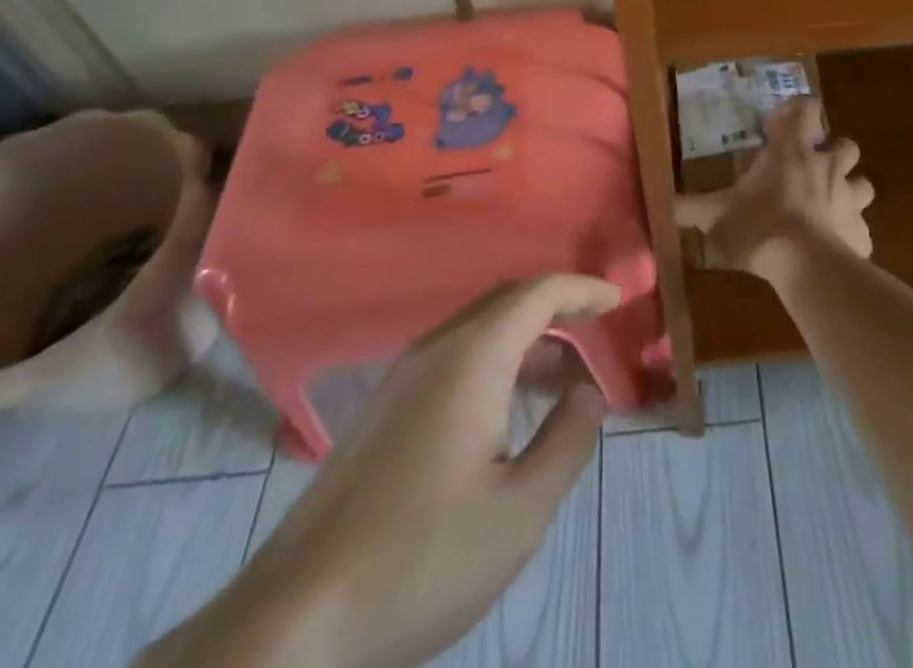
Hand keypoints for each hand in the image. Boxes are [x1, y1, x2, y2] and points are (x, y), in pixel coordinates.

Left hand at [142, 273, 619, 667]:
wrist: (293, 623)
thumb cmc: (420, 559)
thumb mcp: (520, 511)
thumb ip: (567, 441)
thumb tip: (589, 393)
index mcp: (473, 356)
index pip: (538, 293)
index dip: (583, 289)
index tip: (619, 299)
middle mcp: (436, 350)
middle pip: (507, 302)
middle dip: (558, 308)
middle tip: (598, 330)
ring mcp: (402, 381)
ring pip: (478, 333)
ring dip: (527, 340)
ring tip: (565, 377)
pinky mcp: (382, 415)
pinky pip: (454, 362)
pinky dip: (496, 365)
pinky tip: (507, 414)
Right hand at [675, 96, 874, 278]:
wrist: (805, 267)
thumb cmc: (759, 226)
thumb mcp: (715, 215)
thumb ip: (687, 207)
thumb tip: (659, 204)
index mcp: (793, 151)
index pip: (806, 108)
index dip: (795, 111)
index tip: (775, 130)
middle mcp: (827, 167)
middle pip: (845, 145)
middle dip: (832, 153)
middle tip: (808, 170)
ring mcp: (850, 199)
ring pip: (863, 184)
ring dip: (848, 190)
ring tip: (827, 207)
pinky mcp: (861, 233)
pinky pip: (861, 229)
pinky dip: (850, 234)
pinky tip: (833, 247)